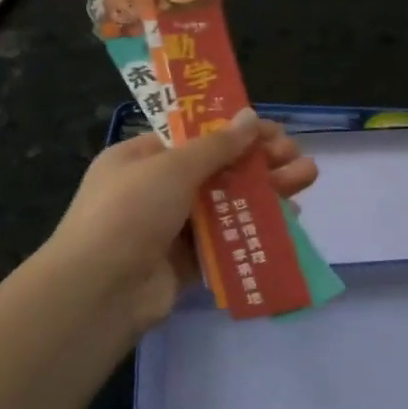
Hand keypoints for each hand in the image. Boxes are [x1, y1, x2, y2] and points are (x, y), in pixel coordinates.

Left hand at [46, 110, 319, 333]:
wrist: (100, 290)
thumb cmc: (130, 212)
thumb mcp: (171, 168)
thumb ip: (216, 146)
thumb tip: (250, 117)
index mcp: (141, 158)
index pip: (194, 137)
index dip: (234, 131)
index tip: (272, 130)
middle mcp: (156, 189)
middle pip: (217, 169)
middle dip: (259, 160)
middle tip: (296, 155)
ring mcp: (172, 227)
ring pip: (227, 203)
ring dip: (266, 190)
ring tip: (306, 177)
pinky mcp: (189, 261)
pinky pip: (228, 238)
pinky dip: (256, 227)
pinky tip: (290, 218)